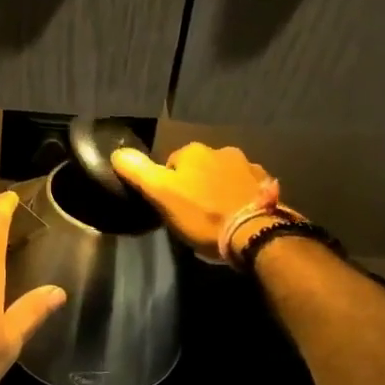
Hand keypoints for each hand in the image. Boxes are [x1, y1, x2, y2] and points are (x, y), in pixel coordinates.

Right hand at [110, 143, 288, 263]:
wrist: (256, 234)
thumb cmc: (202, 214)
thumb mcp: (161, 195)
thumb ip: (137, 171)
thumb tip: (117, 152)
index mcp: (193, 150)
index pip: (170, 164)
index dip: (167, 185)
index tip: (171, 206)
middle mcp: (222, 150)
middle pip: (199, 168)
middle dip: (195, 185)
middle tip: (193, 214)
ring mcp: (249, 167)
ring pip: (223, 176)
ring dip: (219, 190)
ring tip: (218, 217)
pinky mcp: (267, 185)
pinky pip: (245, 188)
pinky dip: (240, 198)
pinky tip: (238, 217)